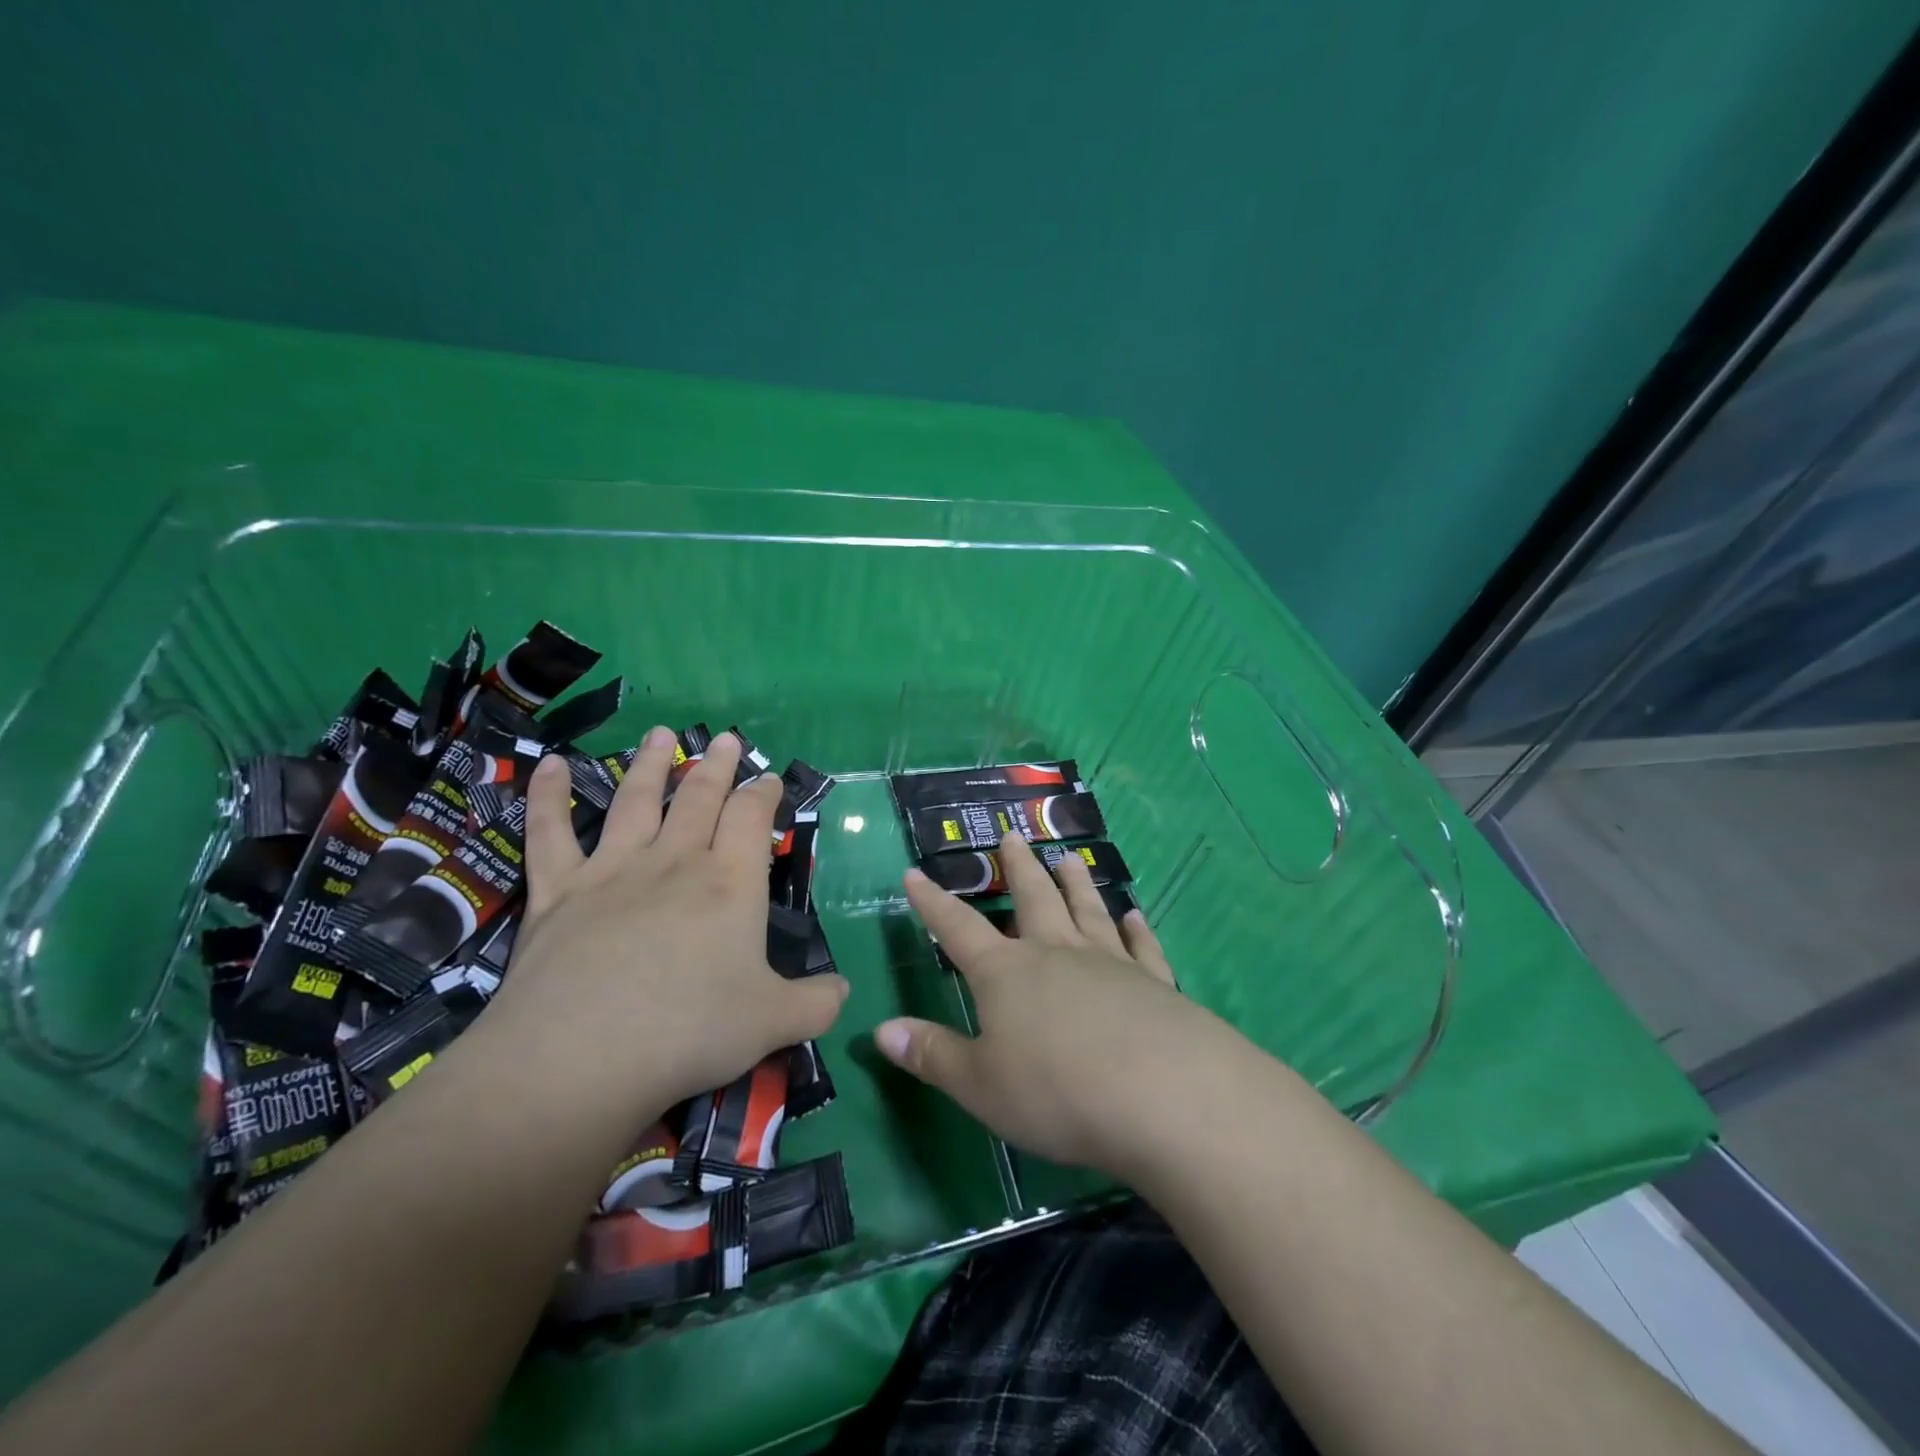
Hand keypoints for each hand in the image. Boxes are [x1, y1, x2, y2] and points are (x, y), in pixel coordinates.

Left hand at [486, 727, 849, 1120]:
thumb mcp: (774, 1023)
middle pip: (699, 798)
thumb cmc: (690, 1032)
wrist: (583, 1057)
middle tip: (725, 740)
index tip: (770, 779)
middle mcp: (674, 862)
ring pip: (635, 802)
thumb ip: (817, 1004)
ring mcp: (612, 871)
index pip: (751, 817)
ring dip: (651, 765)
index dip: (763, 793)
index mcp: (730, 882)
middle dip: (716, 767)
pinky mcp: (557, 892)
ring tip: (661, 734)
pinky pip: (549, 834)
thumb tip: (845, 992)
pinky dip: (548, 797)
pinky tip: (550, 765)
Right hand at [875, 834, 1220, 1179]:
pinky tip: (1135, 916)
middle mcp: (1055, 953)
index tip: (915, 872)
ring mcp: (1108, 962)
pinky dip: (1137, 929)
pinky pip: (1142, 947)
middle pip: (1032, 897)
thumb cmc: (1056, 1092)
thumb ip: (932, 1055)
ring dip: (1075, 882)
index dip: (932, 902)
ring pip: (1086, 909)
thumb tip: (882, 1030)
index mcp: (1006, 973)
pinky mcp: (1154, 982)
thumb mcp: (980, 1085)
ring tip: (1068, 856)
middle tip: (1012, 834)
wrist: (1161, 1095)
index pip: (957, 928)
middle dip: (1017, 867)